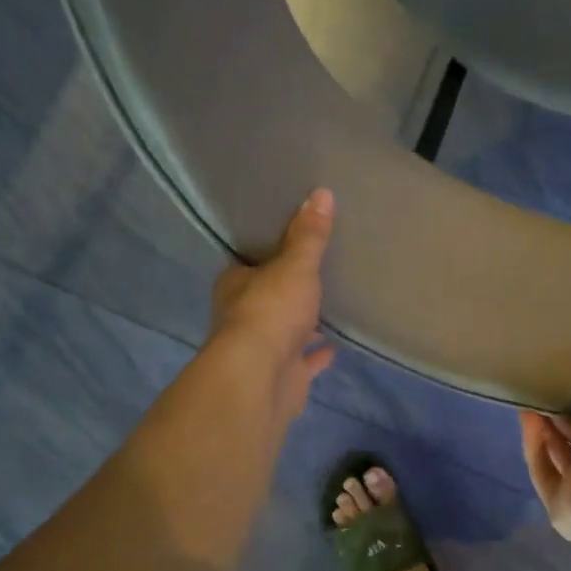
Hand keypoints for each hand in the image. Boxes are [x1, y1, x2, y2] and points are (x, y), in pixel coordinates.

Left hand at [207, 189, 337, 422]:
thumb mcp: (295, 265)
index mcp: (236, 285)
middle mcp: (243, 316)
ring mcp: (262, 350)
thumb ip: (309, 236)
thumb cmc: (271, 311)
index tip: (287, 242)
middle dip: (285, 289)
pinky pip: (303, 361)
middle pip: (266, 297)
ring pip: (284, 331)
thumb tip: (322, 193)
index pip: (248, 263)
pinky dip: (317, 355)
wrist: (261, 378)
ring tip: (328, 306)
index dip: (265, 254)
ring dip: (301, 323)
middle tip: (313, 272)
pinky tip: (335, 346)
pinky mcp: (282, 376)